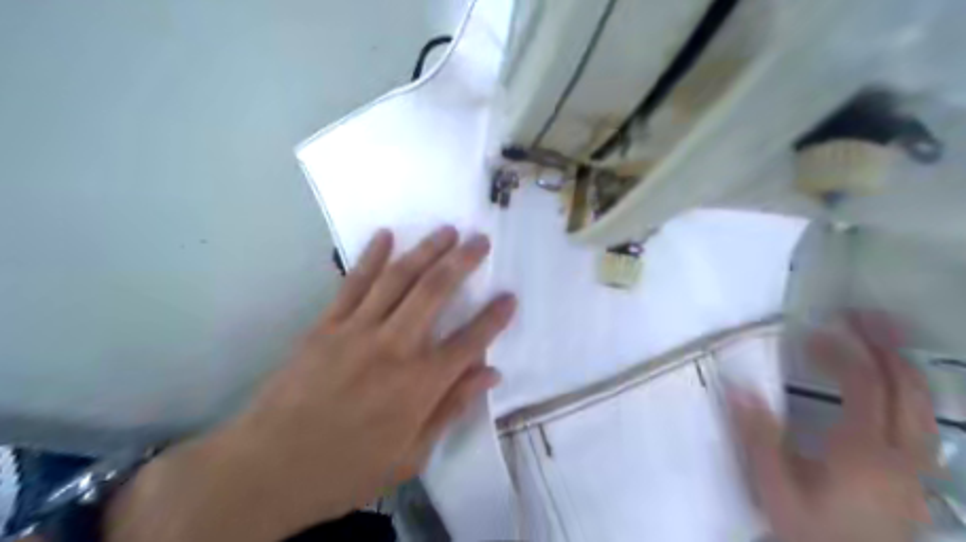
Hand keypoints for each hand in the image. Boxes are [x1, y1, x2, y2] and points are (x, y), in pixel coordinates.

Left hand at [108, 226, 516, 541]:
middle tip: (480, 240)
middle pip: (435, 292)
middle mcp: (394, 347)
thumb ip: (451, 408)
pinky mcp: (326, 325)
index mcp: (419, 385)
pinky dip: (371, 256)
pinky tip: (385, 235)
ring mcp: (357, 330)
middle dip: (463, 262)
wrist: (265, 470)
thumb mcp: (410, 455)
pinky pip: (353, 283)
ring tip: (446, 230)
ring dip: (426, 250)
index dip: (494, 318)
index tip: (510, 297)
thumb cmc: (346, 470)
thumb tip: (489, 374)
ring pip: (399, 278)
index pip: (470, 342)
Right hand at [733, 314, 936, 541]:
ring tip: (879, 337)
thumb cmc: (808, 531)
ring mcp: (919, 467)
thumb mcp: (773, 488)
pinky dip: (911, 392)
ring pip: (927, 404)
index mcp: (864, 452)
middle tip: (859, 314)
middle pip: (909, 387)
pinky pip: (925, 422)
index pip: (865, 385)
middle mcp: (903, 454)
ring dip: (904, 364)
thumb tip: (737, 385)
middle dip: (886, 344)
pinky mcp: (918, 478)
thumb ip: (758, 436)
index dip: (843, 351)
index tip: (811, 334)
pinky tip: (891, 386)